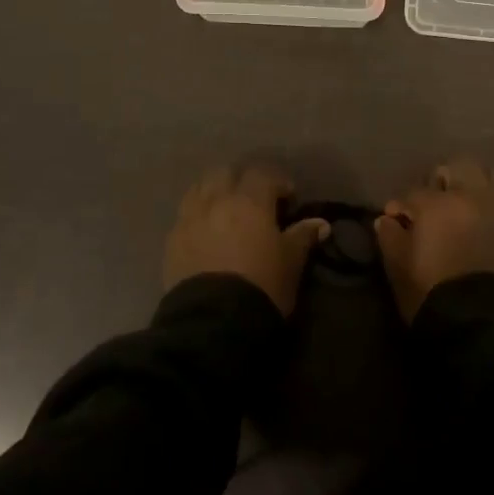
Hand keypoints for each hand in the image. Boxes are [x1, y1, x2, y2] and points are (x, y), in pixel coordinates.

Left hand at [164, 165, 329, 315]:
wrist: (214, 322)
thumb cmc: (262, 286)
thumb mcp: (291, 262)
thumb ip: (303, 237)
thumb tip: (321, 224)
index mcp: (249, 201)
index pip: (263, 174)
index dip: (277, 182)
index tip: (288, 198)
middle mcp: (216, 200)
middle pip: (225, 172)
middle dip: (241, 180)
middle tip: (254, 201)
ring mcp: (190, 218)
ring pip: (200, 188)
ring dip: (214, 192)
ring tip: (226, 212)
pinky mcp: (172, 240)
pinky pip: (184, 215)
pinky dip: (197, 216)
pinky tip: (205, 233)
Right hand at [373, 158, 493, 320]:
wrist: (486, 323)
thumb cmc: (433, 294)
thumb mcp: (399, 268)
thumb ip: (390, 238)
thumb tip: (387, 220)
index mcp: (436, 204)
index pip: (413, 193)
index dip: (402, 206)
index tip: (397, 220)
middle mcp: (470, 196)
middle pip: (456, 168)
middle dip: (442, 180)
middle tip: (433, 203)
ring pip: (487, 176)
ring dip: (472, 185)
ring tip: (463, 207)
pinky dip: (492, 203)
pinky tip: (482, 222)